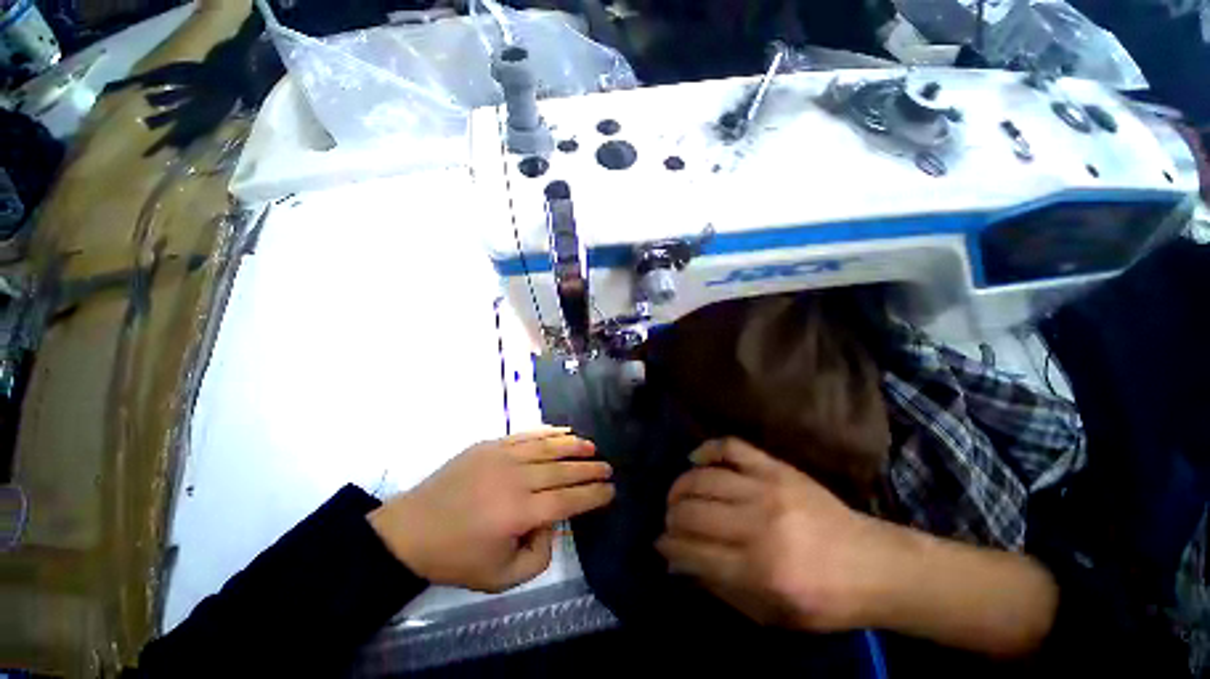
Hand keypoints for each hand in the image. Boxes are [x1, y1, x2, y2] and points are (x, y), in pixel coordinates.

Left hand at [369, 428, 613, 592]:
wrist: (411, 530)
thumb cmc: (457, 557)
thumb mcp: (501, 578)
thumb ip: (538, 556)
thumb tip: (552, 524)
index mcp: (519, 513)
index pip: (568, 500)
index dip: (593, 494)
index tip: (610, 490)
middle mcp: (516, 479)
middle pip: (563, 470)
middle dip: (590, 469)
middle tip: (608, 468)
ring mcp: (503, 457)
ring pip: (548, 447)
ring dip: (574, 445)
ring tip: (592, 446)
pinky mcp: (491, 445)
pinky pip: (527, 435)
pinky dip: (549, 432)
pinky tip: (564, 431)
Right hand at [657, 438, 888, 630]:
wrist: (874, 564)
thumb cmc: (824, 600)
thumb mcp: (771, 615)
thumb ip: (721, 588)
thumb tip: (678, 563)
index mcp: (760, 572)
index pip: (693, 551)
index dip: (669, 546)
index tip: (661, 543)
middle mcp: (759, 526)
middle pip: (694, 513)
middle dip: (671, 517)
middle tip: (669, 521)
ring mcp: (767, 489)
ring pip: (704, 479)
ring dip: (680, 487)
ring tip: (676, 495)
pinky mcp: (776, 468)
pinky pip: (731, 447)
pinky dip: (707, 449)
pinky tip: (694, 458)